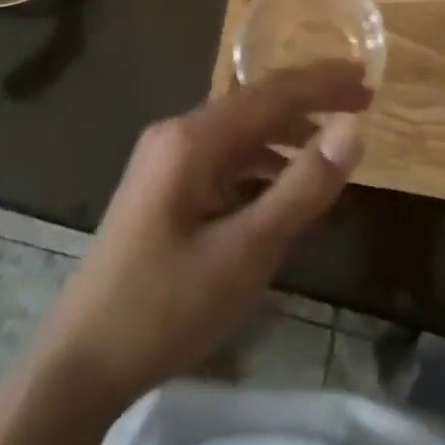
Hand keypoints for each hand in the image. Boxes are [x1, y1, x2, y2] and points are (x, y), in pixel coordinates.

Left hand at [32, 60, 370, 404]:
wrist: (78, 366)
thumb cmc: (164, 307)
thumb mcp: (245, 253)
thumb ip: (301, 188)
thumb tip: (353, 130)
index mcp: (193, 137)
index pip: (271, 93)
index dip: (322, 82)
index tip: (367, 77)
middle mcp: (177, 133)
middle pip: (255, 105)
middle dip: (309, 103)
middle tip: (361, 103)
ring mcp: (165, 160)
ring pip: (239, 133)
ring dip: (286, 134)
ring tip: (331, 146)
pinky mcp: (162, 188)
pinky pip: (223, 159)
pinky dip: (260, 163)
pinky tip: (283, 184)